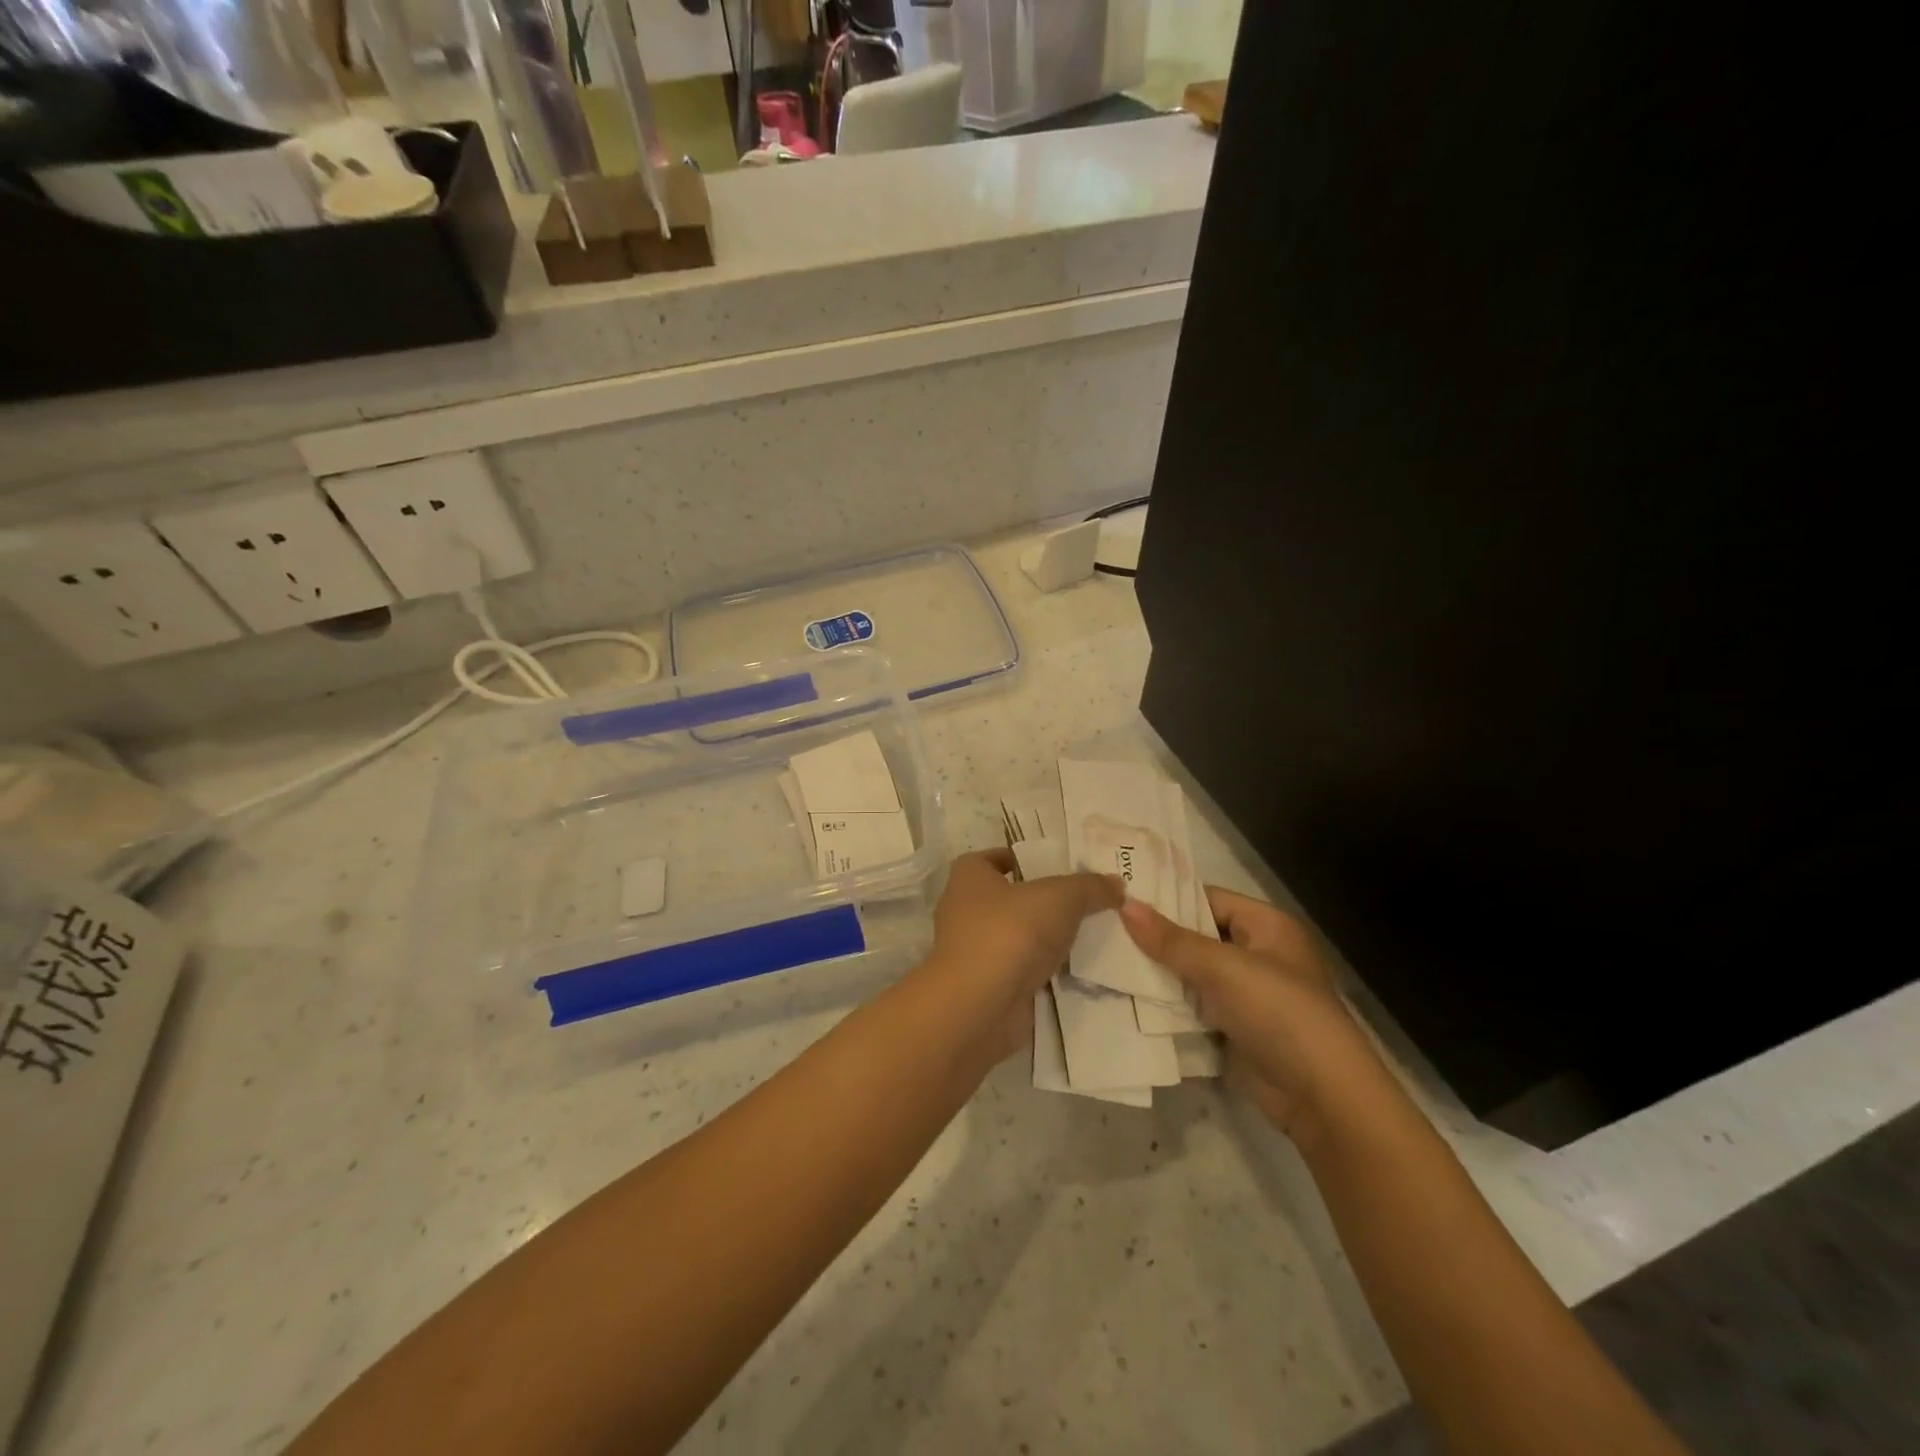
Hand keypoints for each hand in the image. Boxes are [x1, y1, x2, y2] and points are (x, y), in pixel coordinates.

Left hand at [912, 849, 1121, 1059]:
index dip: (1019, 859)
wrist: (980, 1008)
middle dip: (1042, 901)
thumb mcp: (1060, 897)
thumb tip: (1117, 884)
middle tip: (1084, 900)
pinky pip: (1022, 972)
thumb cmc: (1010, 933)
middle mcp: (964, 912)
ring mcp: (974, 953)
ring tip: (1089, 935)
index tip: (1054, 865)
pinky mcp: (988, 988)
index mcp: (969, 878)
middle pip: (1008, 899)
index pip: (991, 859)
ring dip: (1045, 939)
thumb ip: (1090, 887)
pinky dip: (1045, 972)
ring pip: (1017, 938)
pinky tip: (1078, 972)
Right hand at [1119, 888, 1386, 1149]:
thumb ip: (1171, 940)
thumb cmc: (1278, 1013)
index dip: (1168, 899)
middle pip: (1197, 937)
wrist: (1320, 1096)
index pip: (1208, 899)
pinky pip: (1193, 1007)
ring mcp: (1246, 994)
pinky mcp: (1234, 1028)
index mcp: (1267, 927)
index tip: (1121, 897)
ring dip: (1158, 973)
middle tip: (1105, 928)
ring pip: (1191, 974)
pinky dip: (1167, 1005)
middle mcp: (1257, 954)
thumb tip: (1125, 905)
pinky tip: (1127, 997)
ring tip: (1106, 958)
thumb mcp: (1223, 968)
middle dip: (1156, 938)